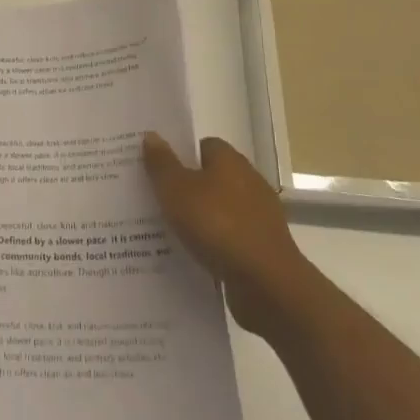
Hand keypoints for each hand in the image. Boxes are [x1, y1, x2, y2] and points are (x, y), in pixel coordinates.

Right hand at [142, 132, 312, 337]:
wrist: (267, 284)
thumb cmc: (218, 226)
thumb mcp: (177, 191)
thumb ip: (162, 164)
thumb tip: (151, 135)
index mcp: (230, 160)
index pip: (202, 146)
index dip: (179, 155)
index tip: (155, 170)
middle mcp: (248, 181)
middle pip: (209, 178)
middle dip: (184, 189)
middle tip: (152, 200)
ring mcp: (258, 216)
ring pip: (217, 211)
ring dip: (197, 220)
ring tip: (164, 233)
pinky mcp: (262, 248)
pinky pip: (228, 240)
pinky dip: (211, 246)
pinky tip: (191, 258)